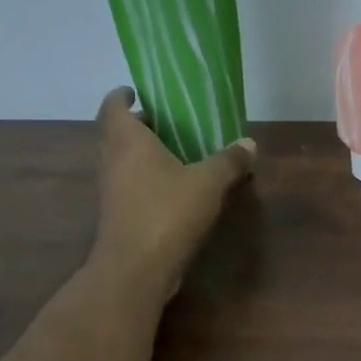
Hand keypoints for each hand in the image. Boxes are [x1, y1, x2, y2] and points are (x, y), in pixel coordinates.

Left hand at [92, 87, 254, 300]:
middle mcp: (112, 160)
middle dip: (140, 125)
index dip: (122, 95)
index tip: (139, 91)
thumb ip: (229, 161)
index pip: (112, 106)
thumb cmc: (167, 212)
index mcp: (127, 140)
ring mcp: (111, 190)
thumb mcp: (208, 183)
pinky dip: (147, 179)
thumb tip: (249, 144)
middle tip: (169, 122)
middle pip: (117, 132)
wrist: (136, 268)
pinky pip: (130, 185)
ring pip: (123, 160)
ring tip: (176, 153)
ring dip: (143, 154)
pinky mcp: (118, 215)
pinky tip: (175, 188)